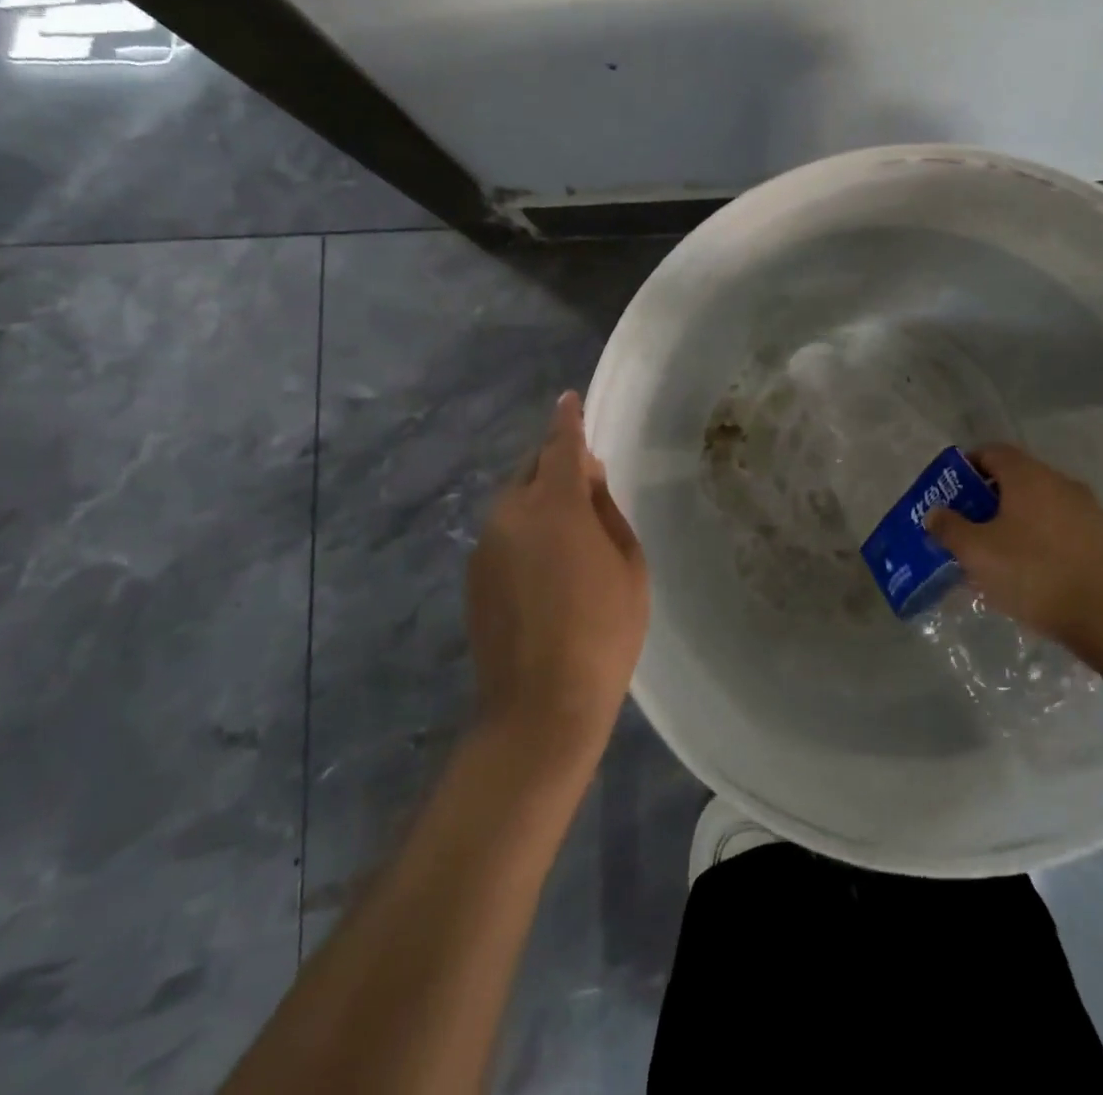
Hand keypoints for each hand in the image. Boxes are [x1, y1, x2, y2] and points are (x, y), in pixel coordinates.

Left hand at [466, 392, 648, 761]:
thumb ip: (606, 511)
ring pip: (516, 501)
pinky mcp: (474, 574)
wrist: (541, 705)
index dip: (567, 419)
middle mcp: (511, 513)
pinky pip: (505, 532)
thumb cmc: (603, 632)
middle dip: (558, 464)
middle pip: (533, 469)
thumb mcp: (628, 565)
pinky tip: (547, 566)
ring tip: (571, 533)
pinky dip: (526, 530)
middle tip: (589, 483)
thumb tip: (588, 480)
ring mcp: (486, 544)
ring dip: (542, 500)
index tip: (568, 398)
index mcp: (556, 504)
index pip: (561, 445)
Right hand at [924, 443, 1102, 643]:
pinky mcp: (1101, 540)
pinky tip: (1027, 573)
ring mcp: (1085, 511)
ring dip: (1012, 523)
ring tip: (993, 555)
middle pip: (1014, 480)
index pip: (991, 452)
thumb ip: (949, 528)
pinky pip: (1058, 530)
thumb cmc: (1033, 572)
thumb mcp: (976, 552)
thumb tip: (936, 513)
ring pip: (1037, 507)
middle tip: (964, 527)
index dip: (965, 467)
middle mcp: (1059, 483)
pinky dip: (1037, 541)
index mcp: (1027, 475)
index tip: (948, 493)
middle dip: (986, 500)